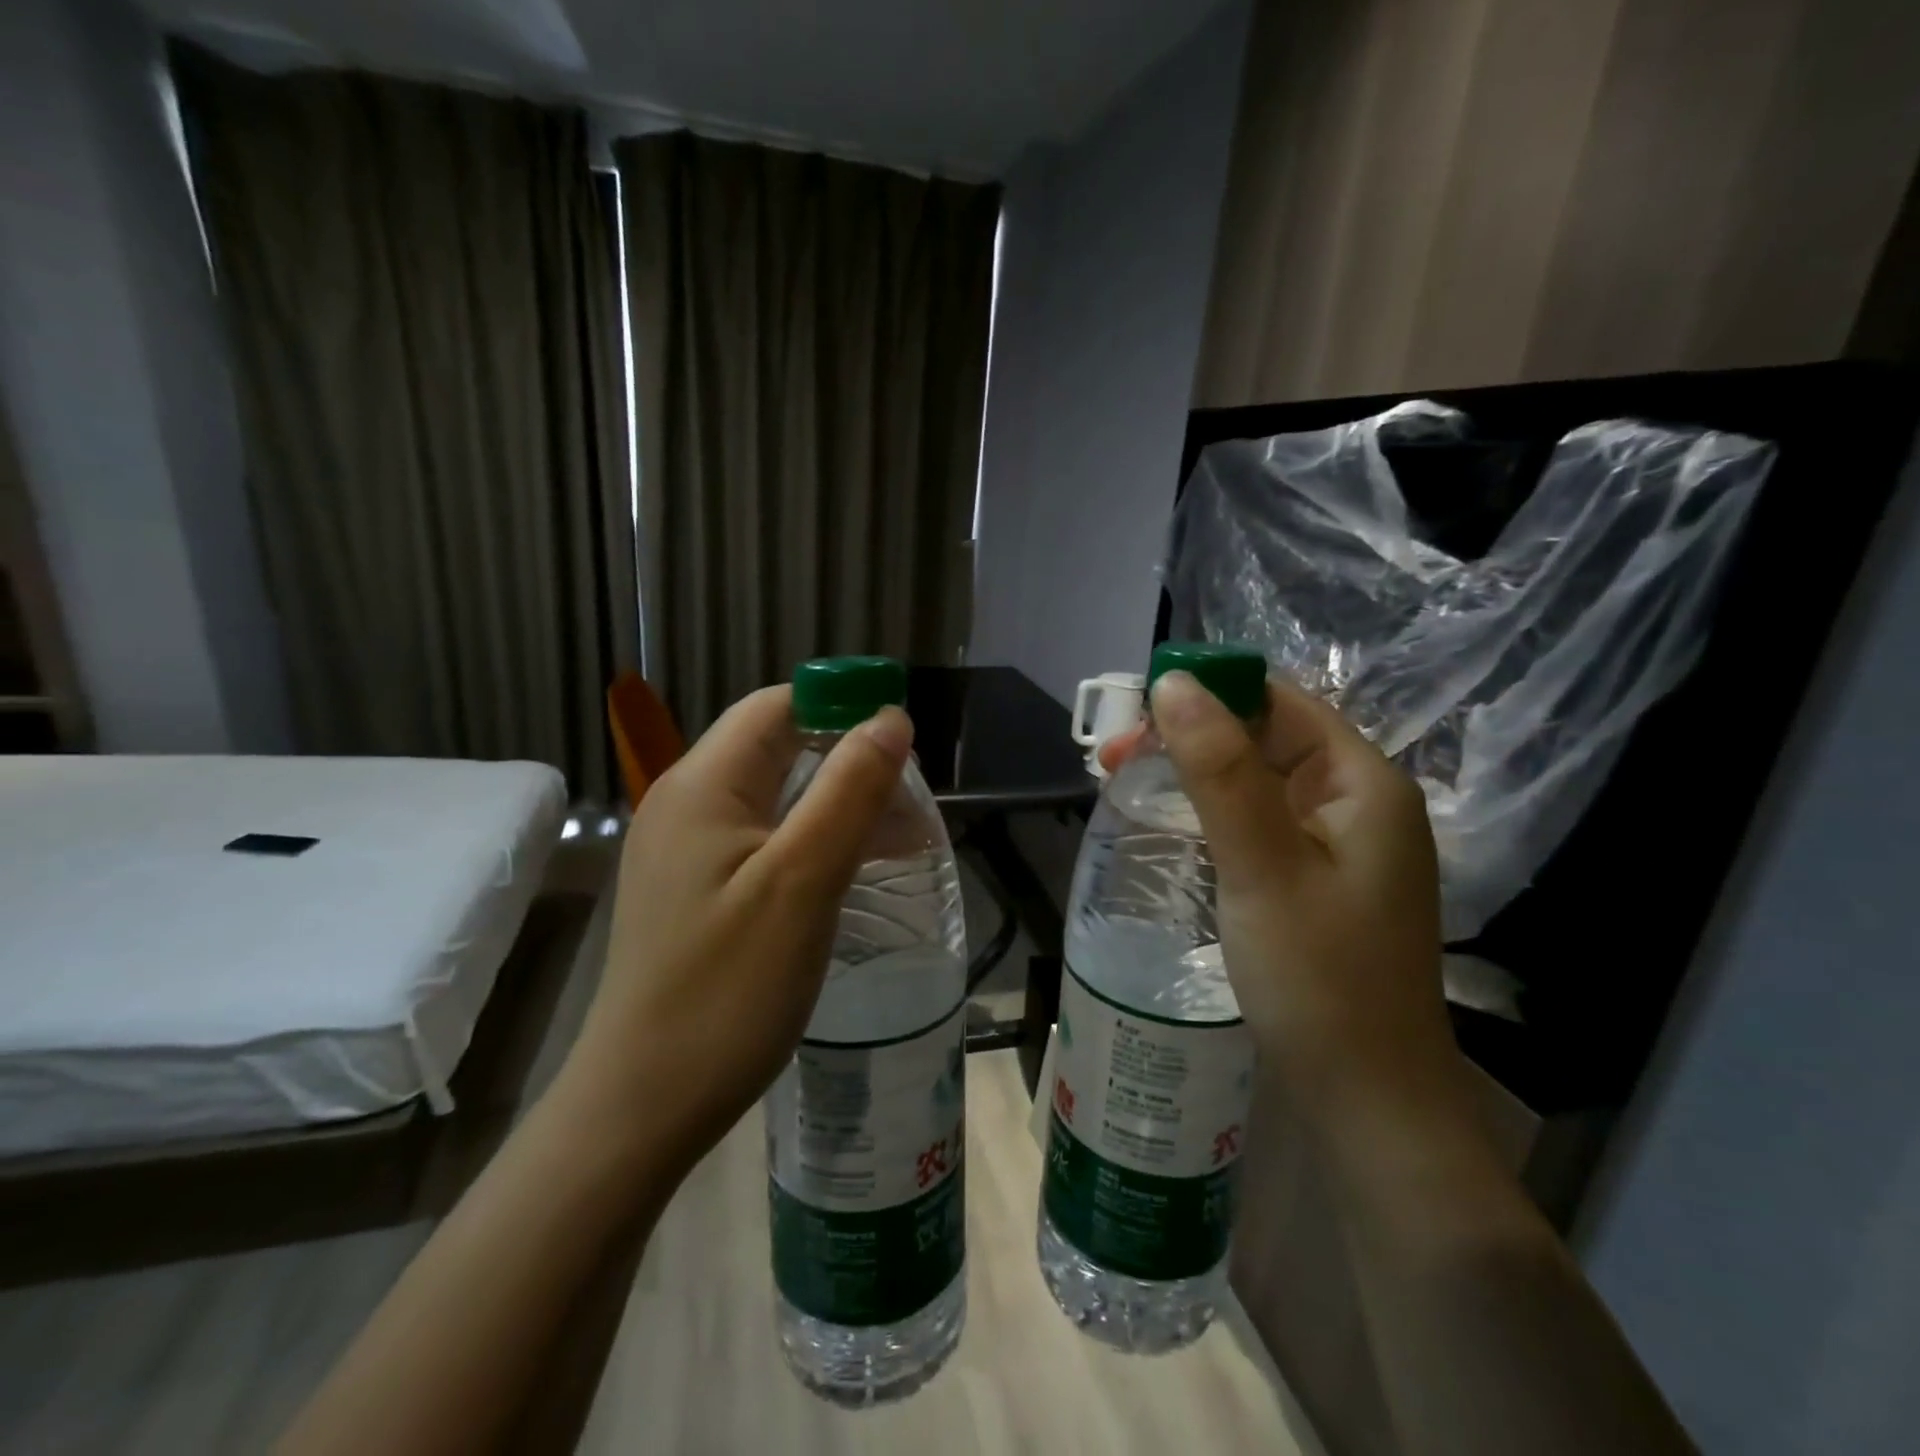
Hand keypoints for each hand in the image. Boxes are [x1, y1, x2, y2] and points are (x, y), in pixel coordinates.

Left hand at [561, 686, 913, 1178]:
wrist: (645, 1103)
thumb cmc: (727, 989)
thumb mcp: (801, 881)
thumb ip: (849, 790)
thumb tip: (890, 717)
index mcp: (703, 785)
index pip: (778, 707)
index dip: (843, 707)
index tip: (905, 742)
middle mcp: (688, 804)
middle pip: (779, 749)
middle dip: (850, 761)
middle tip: (912, 802)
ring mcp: (688, 850)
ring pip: (778, 798)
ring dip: (839, 805)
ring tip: (902, 838)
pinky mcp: (699, 889)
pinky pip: (766, 841)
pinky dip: (815, 841)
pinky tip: (854, 870)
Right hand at [1109, 673, 1452, 1103]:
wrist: (1368, 1102)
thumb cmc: (1319, 980)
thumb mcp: (1261, 865)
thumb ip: (1219, 771)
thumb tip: (1174, 685)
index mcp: (1362, 783)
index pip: (1280, 701)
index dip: (1209, 692)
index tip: (1136, 710)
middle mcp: (1357, 802)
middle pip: (1265, 738)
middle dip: (1190, 736)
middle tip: (1113, 757)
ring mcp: (1338, 845)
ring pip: (1256, 781)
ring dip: (1193, 773)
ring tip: (1122, 780)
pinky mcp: (1315, 880)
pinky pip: (1257, 822)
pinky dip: (1210, 812)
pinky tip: (1170, 823)